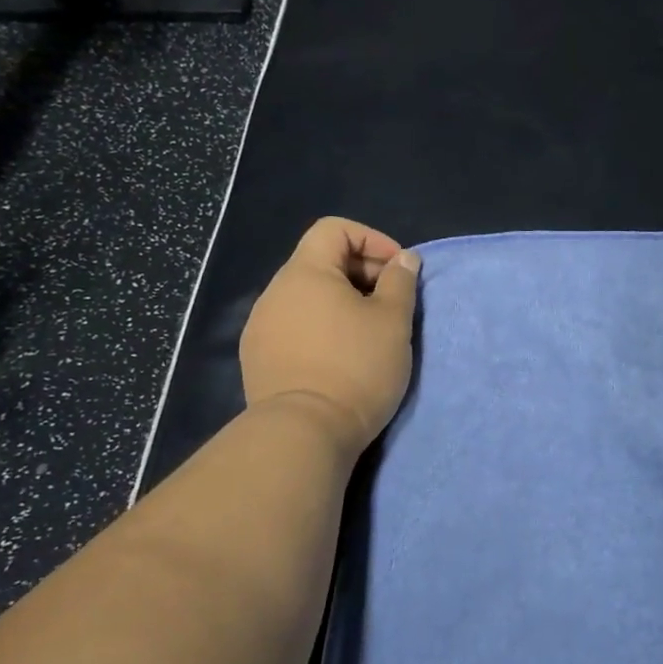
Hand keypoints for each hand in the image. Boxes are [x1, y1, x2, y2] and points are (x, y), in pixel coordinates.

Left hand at [239, 218, 420, 459]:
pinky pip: (295, 325)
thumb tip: (404, 259)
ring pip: (308, 296)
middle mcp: (275, 292)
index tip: (397, 271)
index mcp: (305, 273)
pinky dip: (322, 327)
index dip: (372, 240)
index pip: (334, 229)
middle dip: (362, 273)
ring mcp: (261, 327)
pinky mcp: (258, 358)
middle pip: (321, 261)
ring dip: (342, 302)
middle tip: (391, 304)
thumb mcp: (393, 321)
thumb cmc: (355, 367)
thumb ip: (400, 281)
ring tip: (369, 333)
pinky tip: (340, 357)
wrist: (303, 434)